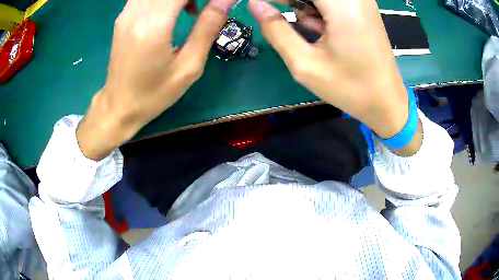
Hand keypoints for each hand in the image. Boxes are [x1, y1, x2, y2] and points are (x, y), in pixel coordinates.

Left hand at [77, 0, 233, 159]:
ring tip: (191, 9)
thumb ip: (208, 27)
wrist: (118, 106)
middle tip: (203, 11)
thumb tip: (226, 0)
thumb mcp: (189, 66)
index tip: (216, 4)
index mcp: (154, 25)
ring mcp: (126, 12)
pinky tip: (173, 9)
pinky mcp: (123, 16)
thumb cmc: (154, 93)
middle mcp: (136, 12)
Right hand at [248, 0, 410, 138]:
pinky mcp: (363, 5)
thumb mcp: (305, 64)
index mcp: (342, 5)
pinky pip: (331, 1)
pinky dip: (318, 9)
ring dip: (305, 6)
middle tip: (294, 27)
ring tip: (314, 31)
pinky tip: (323, 28)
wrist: (386, 101)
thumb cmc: (350, 88)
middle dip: (292, 4)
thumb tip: (255, 4)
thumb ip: (276, 30)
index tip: (262, 8)